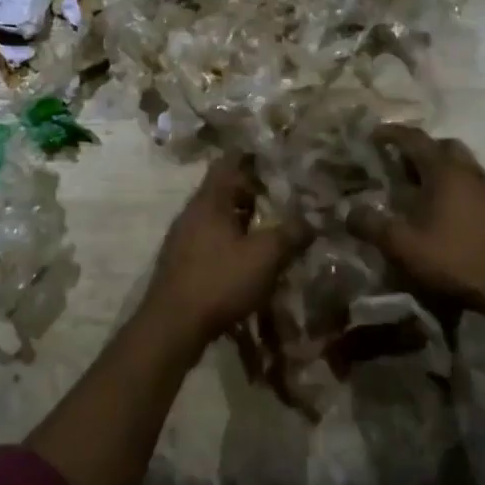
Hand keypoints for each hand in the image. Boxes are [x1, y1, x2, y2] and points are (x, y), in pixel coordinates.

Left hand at [141, 158, 303, 351]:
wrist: (172, 326)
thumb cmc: (219, 281)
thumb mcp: (264, 256)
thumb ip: (290, 234)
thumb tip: (311, 220)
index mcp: (210, 199)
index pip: (228, 162)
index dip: (251, 158)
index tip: (274, 160)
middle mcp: (192, 211)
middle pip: (223, 190)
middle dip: (251, 193)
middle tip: (280, 199)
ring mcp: (183, 237)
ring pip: (217, 216)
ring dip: (241, 220)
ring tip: (269, 230)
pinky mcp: (181, 262)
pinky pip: (210, 239)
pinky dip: (230, 241)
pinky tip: (247, 260)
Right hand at [356, 126, 484, 310]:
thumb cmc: (454, 259)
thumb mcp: (403, 245)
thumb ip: (371, 226)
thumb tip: (348, 212)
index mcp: (443, 170)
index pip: (414, 138)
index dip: (391, 133)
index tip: (373, 135)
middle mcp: (468, 171)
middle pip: (442, 145)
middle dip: (419, 149)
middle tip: (399, 164)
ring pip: (461, 164)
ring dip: (439, 167)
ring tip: (420, 188)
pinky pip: (472, 183)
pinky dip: (455, 185)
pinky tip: (445, 211)